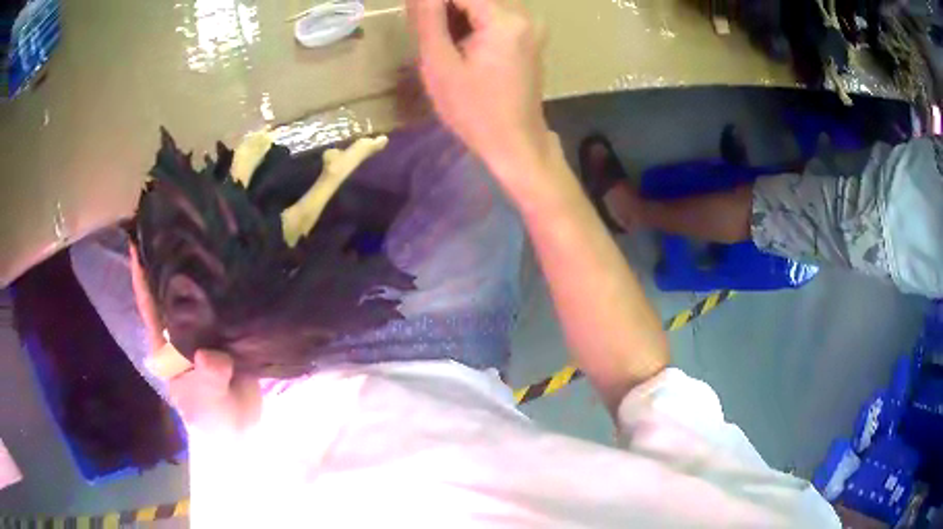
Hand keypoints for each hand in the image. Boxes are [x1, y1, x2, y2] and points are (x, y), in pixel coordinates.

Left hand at [129, 244, 259, 432]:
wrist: (241, 430)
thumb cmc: (212, 417)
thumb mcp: (207, 403)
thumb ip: (208, 380)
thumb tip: (210, 355)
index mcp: (167, 344)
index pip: (149, 305)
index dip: (140, 275)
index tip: (136, 241)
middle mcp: (182, 330)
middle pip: (172, 291)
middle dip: (171, 260)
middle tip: (179, 223)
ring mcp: (205, 331)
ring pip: (200, 295)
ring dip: (201, 269)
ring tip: (208, 234)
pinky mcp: (228, 335)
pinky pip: (226, 307)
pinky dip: (228, 287)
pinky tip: (235, 265)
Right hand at [408, 0, 549, 176]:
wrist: (515, 143)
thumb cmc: (473, 111)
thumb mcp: (440, 64)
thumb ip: (428, 19)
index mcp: (505, 20)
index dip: (431, 0)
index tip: (413, 10)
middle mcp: (525, 15)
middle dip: (443, 5)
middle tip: (421, 24)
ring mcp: (530, 25)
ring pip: (484, 3)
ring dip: (454, 11)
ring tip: (435, 35)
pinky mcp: (528, 36)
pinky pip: (495, 13)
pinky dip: (470, 19)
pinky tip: (455, 39)